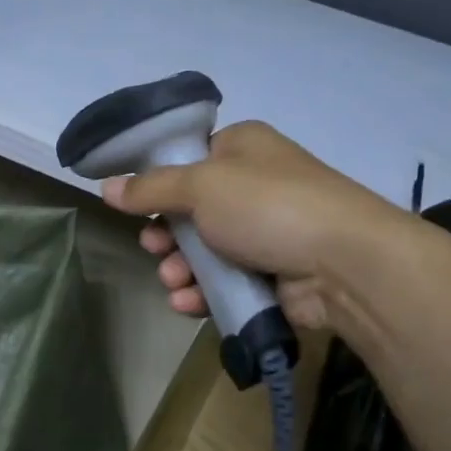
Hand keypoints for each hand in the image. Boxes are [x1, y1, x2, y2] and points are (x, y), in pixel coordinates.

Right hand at [100, 120, 405, 328]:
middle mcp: (255, 185)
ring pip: (206, 250)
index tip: (137, 205)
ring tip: (172, 281)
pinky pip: (226, 281)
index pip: (190, 159)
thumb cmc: (267, 206)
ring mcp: (266, 231)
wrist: (344, 262)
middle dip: (167, 234)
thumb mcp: (200, 186)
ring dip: (181, 268)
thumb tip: (105, 187)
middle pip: (193, 210)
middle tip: (154, 247)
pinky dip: (203, 291)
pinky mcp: (273, 273)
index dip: (160, 183)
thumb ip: (150, 188)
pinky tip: (186, 302)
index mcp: (243, 148)